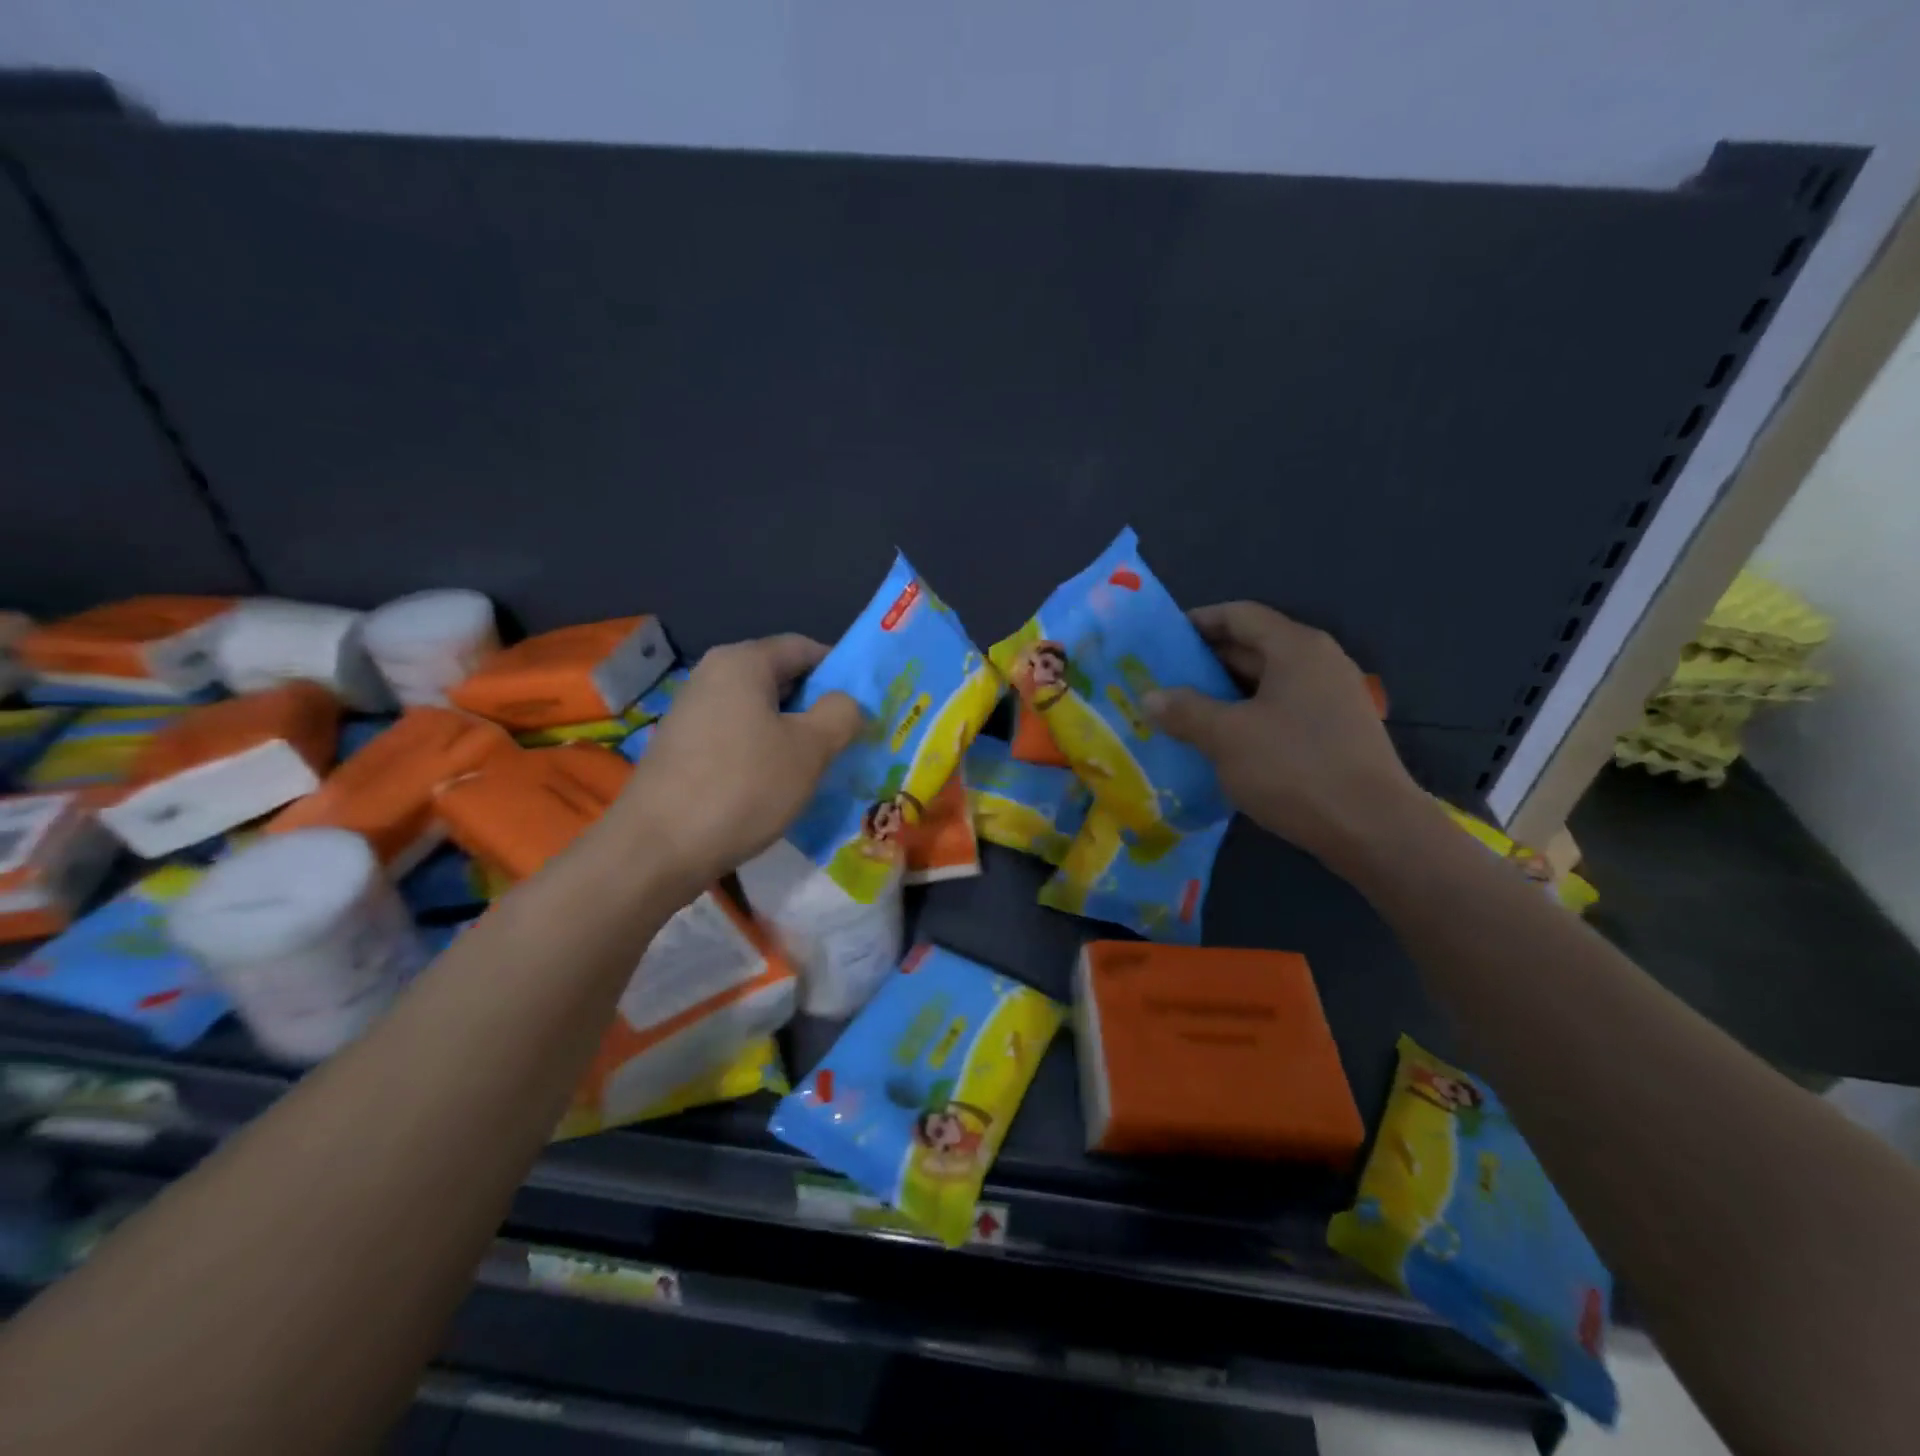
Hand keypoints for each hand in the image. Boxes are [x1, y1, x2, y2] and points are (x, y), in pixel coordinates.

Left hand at [618, 635, 862, 886]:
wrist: (657, 849)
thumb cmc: (743, 786)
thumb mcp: (810, 749)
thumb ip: (841, 714)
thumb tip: (846, 703)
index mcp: (742, 663)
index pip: (804, 648)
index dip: (841, 671)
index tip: (866, 704)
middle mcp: (711, 676)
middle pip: (780, 679)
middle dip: (818, 707)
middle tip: (850, 739)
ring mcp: (692, 713)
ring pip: (759, 713)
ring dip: (792, 734)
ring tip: (820, 767)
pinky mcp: (682, 750)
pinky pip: (737, 738)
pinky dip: (764, 753)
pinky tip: (779, 786)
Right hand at [1146, 602, 1424, 869]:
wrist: (1373, 830)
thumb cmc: (1295, 769)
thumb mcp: (1227, 737)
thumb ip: (1185, 711)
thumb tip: (1151, 696)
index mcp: (1296, 648)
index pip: (1239, 615)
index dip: (1197, 622)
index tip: (1161, 642)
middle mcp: (1318, 663)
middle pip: (1252, 647)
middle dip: (1204, 663)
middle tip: (1161, 683)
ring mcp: (1330, 699)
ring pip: (1264, 684)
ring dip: (1222, 695)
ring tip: (1181, 714)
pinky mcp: (1334, 733)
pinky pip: (1279, 712)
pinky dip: (1246, 718)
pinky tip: (1219, 744)